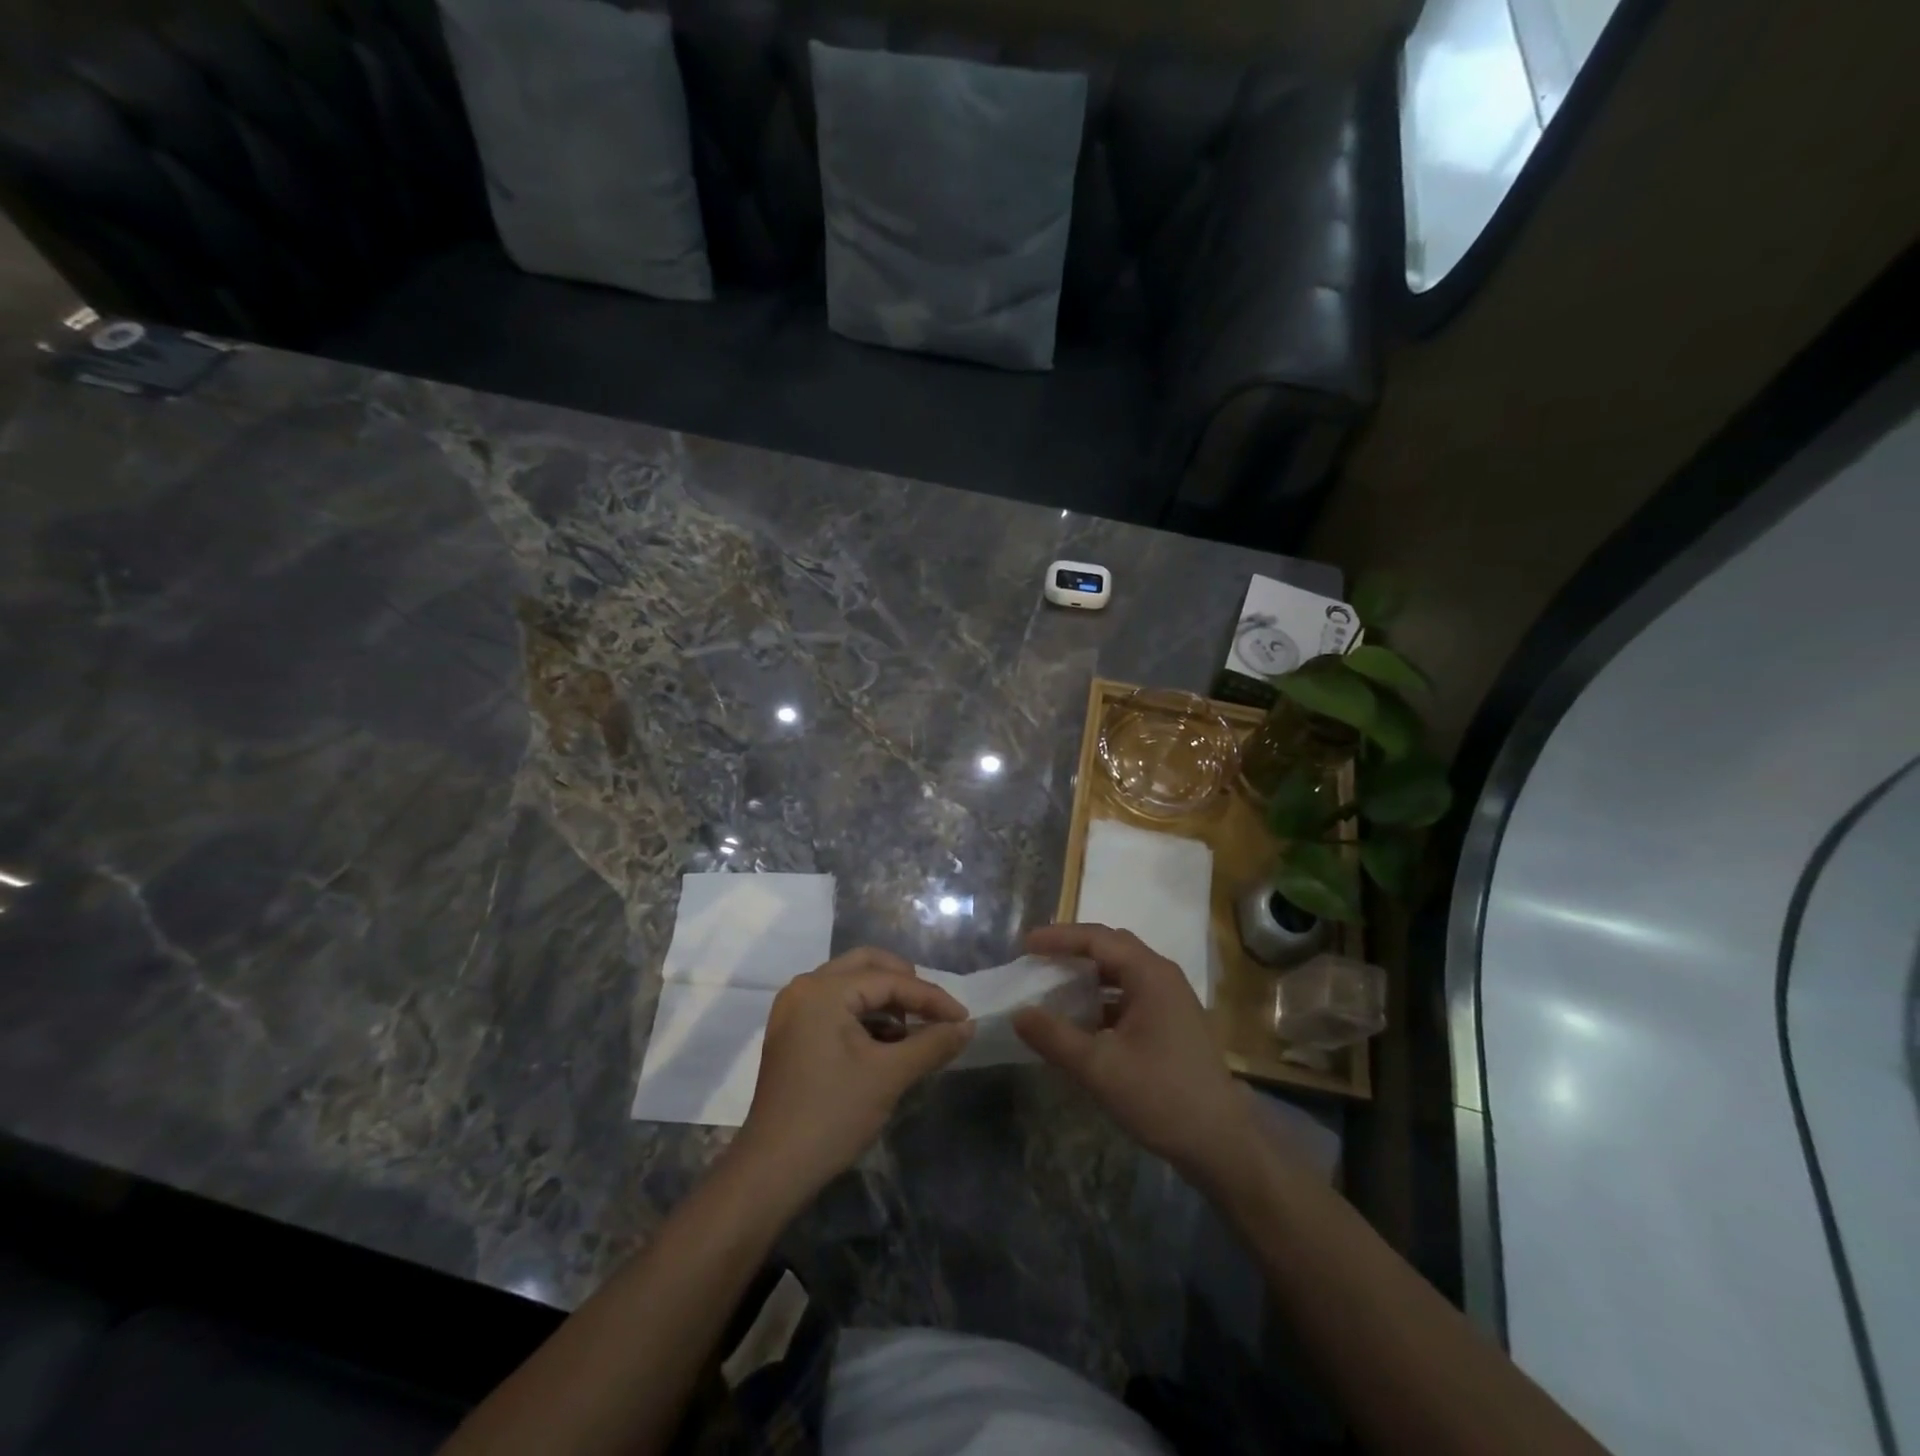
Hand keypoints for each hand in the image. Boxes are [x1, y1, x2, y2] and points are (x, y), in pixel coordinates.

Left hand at [733, 948, 972, 1200]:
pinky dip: (865, 1016)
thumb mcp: (889, 1075)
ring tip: (915, 1032)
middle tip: (935, 1012)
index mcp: (824, 989)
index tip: (964, 1018)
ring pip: (851, 985)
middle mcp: (805, 987)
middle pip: (867, 966)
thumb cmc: (833, 1114)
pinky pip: (836, 1006)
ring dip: (886, 1002)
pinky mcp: (792, 1032)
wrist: (772, 1170)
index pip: (890, 979)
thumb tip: (968, 1026)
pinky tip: (887, 1044)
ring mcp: (794, 1009)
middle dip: (906, 985)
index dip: (931, 998)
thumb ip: (932, 1043)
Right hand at [1013, 923, 1258, 1187]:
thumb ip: (1055, 1037)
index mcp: (1149, 974)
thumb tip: (1018, 1013)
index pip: (1097, 938)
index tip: (1026, 945)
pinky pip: (1130, 995)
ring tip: (1054, 985)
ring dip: (1088, 975)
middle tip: (1038, 958)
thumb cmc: (1161, 1096)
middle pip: (1112, 947)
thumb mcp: (1099, 1068)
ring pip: (1122, 972)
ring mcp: (1171, 1000)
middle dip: (1073, 949)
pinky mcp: (1172, 1023)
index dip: (1059, 938)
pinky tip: (1082, 1020)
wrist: (1222, 1144)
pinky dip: (1103, 999)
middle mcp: (1163, 976)